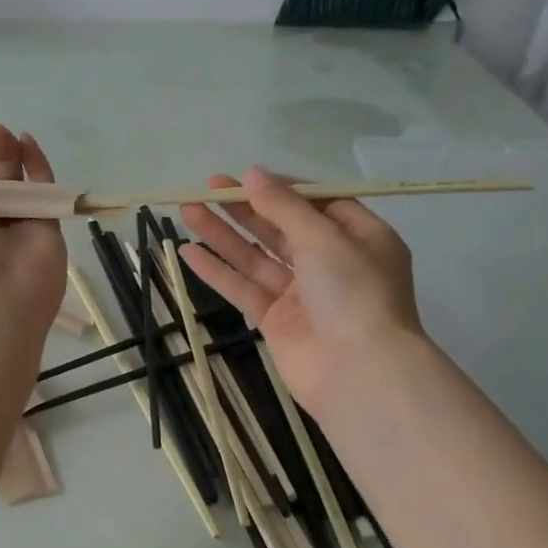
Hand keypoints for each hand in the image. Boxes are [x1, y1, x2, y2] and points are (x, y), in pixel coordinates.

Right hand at [178, 168, 424, 419]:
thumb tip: (253, 174)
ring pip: (257, 257)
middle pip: (282, 228)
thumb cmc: (353, 293)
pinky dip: (217, 271)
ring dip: (223, 234)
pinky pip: (244, 288)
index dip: (282, 188)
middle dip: (245, 208)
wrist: (359, 374)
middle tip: (206, 187)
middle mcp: (332, 263)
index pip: (319, 202)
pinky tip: (187, 252)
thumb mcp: (323, 238)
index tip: (247, 178)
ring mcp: (303, 295)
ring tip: (188, 210)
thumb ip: (284, 206)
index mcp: (360, 238)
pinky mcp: (277, 322)